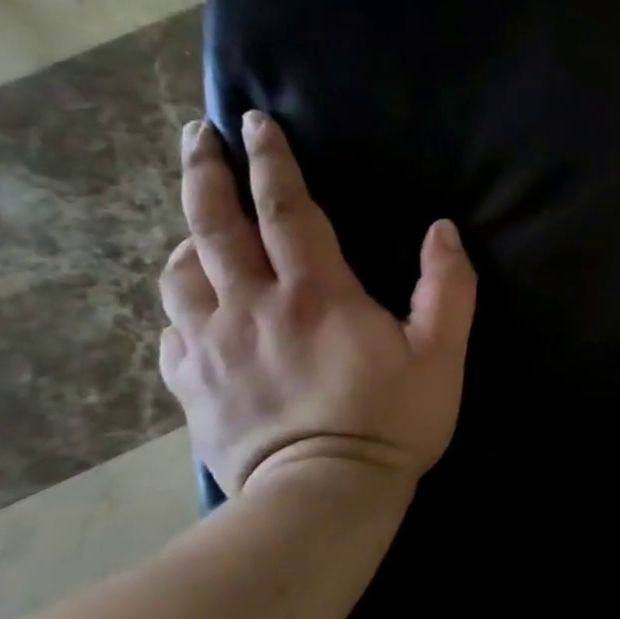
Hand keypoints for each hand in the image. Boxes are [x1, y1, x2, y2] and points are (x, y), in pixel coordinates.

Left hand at [158, 111, 476, 497]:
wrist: (323, 496)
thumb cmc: (391, 419)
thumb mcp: (442, 353)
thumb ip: (447, 287)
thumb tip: (444, 231)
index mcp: (316, 294)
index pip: (286, 210)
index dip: (272, 161)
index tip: (255, 122)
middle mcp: (252, 306)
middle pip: (215, 225)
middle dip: (204, 173)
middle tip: (196, 137)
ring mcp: (211, 346)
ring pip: (180, 272)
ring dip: (187, 236)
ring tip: (199, 225)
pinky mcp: (191, 384)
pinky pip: (171, 328)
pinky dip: (180, 302)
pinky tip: (194, 304)